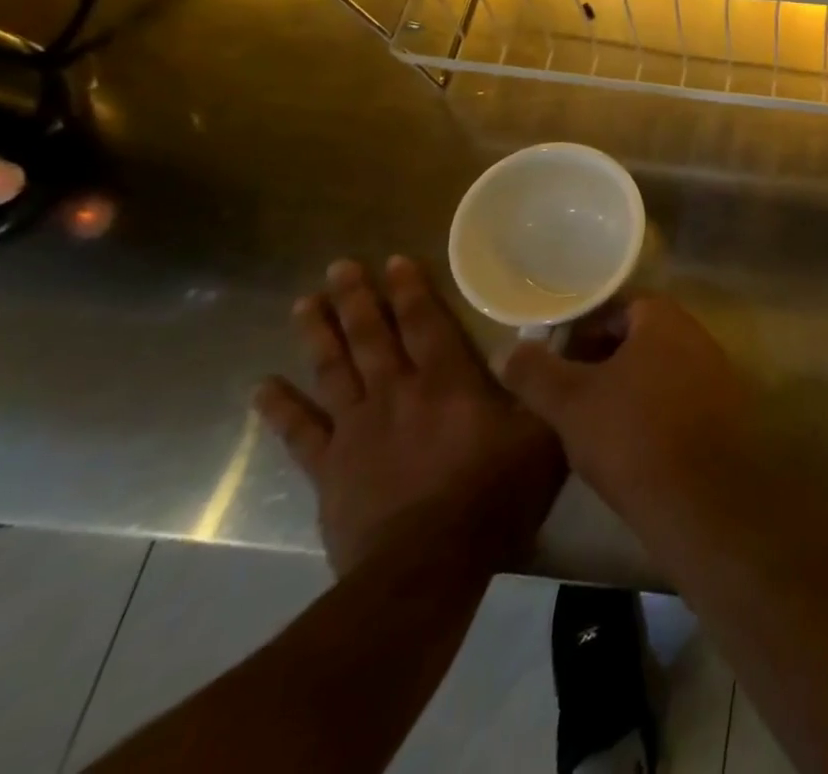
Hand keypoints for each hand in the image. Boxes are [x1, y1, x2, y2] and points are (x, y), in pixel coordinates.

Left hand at [254, 257, 566, 575]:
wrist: (428, 566)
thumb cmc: (494, 493)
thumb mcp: (544, 431)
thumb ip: (546, 381)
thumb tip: (566, 337)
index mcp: (447, 380)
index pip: (425, 322)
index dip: (410, 290)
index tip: (393, 260)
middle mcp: (398, 392)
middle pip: (373, 336)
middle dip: (357, 299)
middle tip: (339, 266)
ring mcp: (358, 430)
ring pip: (334, 371)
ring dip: (319, 335)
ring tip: (303, 303)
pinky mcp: (330, 470)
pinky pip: (300, 433)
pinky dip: (280, 408)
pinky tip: (261, 387)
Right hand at [500, 295, 748, 528]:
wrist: (702, 498)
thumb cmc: (632, 435)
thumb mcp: (570, 403)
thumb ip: (535, 372)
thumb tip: (505, 350)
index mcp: (664, 318)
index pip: (616, 306)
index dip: (581, 328)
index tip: (553, 356)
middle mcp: (696, 334)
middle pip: (639, 336)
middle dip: (602, 357)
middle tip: (567, 389)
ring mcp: (715, 371)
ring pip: (658, 368)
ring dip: (626, 385)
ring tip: (591, 419)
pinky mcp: (724, 410)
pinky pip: (679, 396)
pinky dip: (652, 408)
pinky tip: (629, 443)